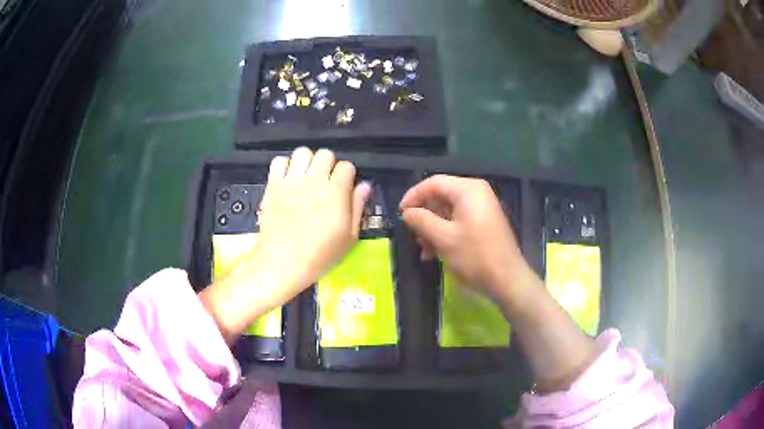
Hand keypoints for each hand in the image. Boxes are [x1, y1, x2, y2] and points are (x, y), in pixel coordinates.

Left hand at [199, 148, 369, 340]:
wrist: (284, 263)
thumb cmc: (320, 254)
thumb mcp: (349, 237)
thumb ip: (357, 207)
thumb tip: (364, 187)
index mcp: (336, 192)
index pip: (346, 166)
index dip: (347, 176)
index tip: (343, 188)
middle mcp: (314, 180)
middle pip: (325, 154)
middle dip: (328, 165)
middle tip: (325, 182)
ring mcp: (291, 181)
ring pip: (302, 152)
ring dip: (307, 162)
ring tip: (306, 177)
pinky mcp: (273, 185)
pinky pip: (279, 161)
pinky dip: (284, 166)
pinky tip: (288, 179)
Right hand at [399, 175, 531, 302]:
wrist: (507, 280)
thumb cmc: (474, 256)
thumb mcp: (443, 238)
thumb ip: (421, 220)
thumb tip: (407, 212)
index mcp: (468, 190)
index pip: (433, 183)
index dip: (413, 196)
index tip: (400, 214)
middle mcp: (476, 193)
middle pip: (441, 197)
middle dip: (424, 217)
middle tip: (414, 236)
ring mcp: (482, 208)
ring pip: (448, 211)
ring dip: (433, 229)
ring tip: (425, 251)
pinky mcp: (484, 223)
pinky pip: (459, 221)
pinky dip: (445, 234)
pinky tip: (435, 253)